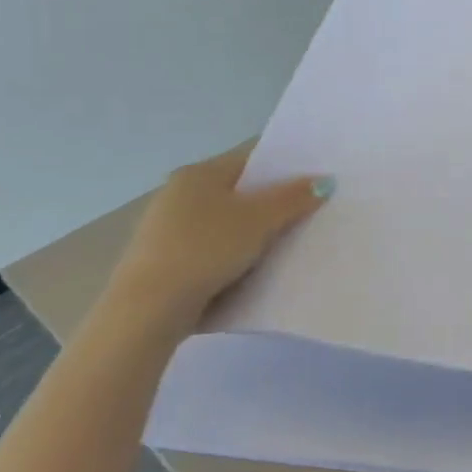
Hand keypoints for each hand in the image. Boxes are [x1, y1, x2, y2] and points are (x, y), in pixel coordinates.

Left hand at [108, 148, 331, 319]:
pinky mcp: (163, 262)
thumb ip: (293, 198)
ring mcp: (167, 229)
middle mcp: (178, 194)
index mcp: (199, 173)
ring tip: (285, 246)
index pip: (251, 161)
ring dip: (251, 234)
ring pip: (225, 225)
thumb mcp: (260, 220)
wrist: (147, 309)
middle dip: (270, 205)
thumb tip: (324, 181)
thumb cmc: (205, 249)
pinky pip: (210, 251)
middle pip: (238, 193)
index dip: (284, 170)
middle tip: (307, 216)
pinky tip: (250, 272)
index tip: (313, 185)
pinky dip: (231, 257)